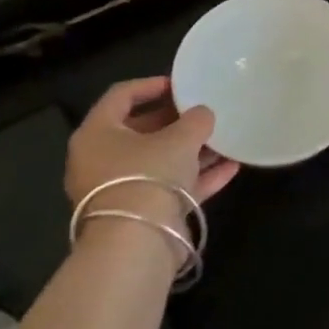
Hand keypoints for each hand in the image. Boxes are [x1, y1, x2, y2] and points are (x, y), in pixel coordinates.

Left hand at [65, 78, 238, 227]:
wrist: (137, 244)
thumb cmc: (148, 175)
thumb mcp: (180, 138)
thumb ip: (195, 119)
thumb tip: (203, 114)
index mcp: (97, 134)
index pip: (120, 96)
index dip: (151, 85)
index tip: (180, 84)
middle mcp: (101, 160)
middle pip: (140, 131)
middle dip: (176, 121)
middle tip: (204, 112)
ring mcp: (120, 190)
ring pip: (159, 161)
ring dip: (192, 150)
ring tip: (225, 139)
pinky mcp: (140, 214)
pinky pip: (171, 187)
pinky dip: (198, 177)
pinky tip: (231, 167)